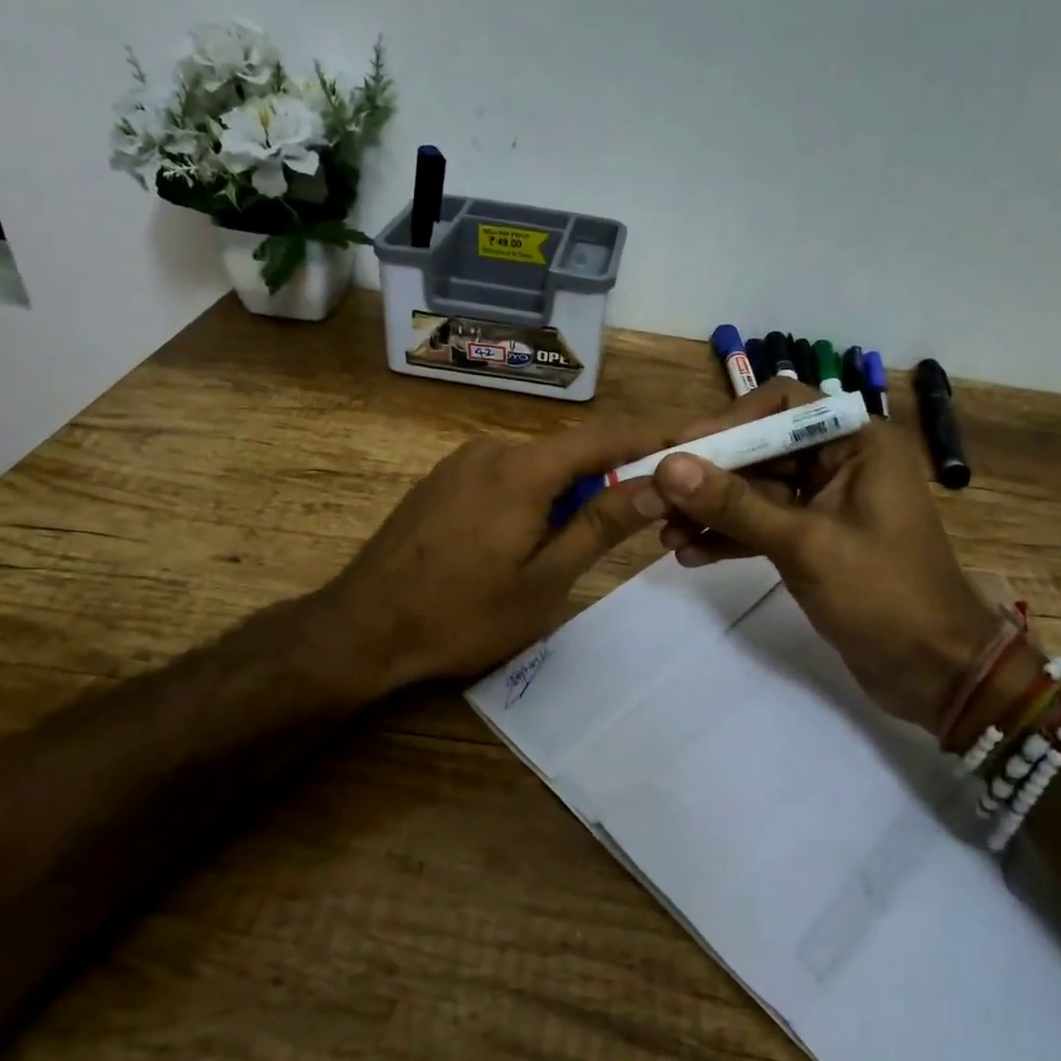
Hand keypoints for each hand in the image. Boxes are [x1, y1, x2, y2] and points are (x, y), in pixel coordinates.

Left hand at [316, 417, 679, 696]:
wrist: (362, 628)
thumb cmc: (461, 614)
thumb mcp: (544, 581)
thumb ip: (600, 525)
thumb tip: (657, 483)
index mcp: (523, 469)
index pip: (607, 434)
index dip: (656, 432)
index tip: (698, 433)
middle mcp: (493, 449)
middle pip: (572, 449)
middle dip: (615, 471)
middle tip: (651, 504)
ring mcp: (462, 462)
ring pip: (539, 464)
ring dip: (572, 489)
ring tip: (586, 535)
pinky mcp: (443, 481)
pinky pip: (507, 475)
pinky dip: (537, 494)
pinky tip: (532, 535)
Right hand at [652, 388, 1000, 729]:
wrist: (935, 672)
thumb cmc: (883, 595)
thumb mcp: (804, 544)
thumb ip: (734, 504)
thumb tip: (669, 467)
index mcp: (855, 443)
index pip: (780, 405)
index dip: (727, 423)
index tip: (679, 453)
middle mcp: (839, 462)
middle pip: (759, 450)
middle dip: (707, 476)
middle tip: (654, 499)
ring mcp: (824, 503)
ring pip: (754, 491)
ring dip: (710, 510)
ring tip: (663, 533)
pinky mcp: (812, 540)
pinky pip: (761, 525)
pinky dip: (728, 537)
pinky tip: (689, 554)